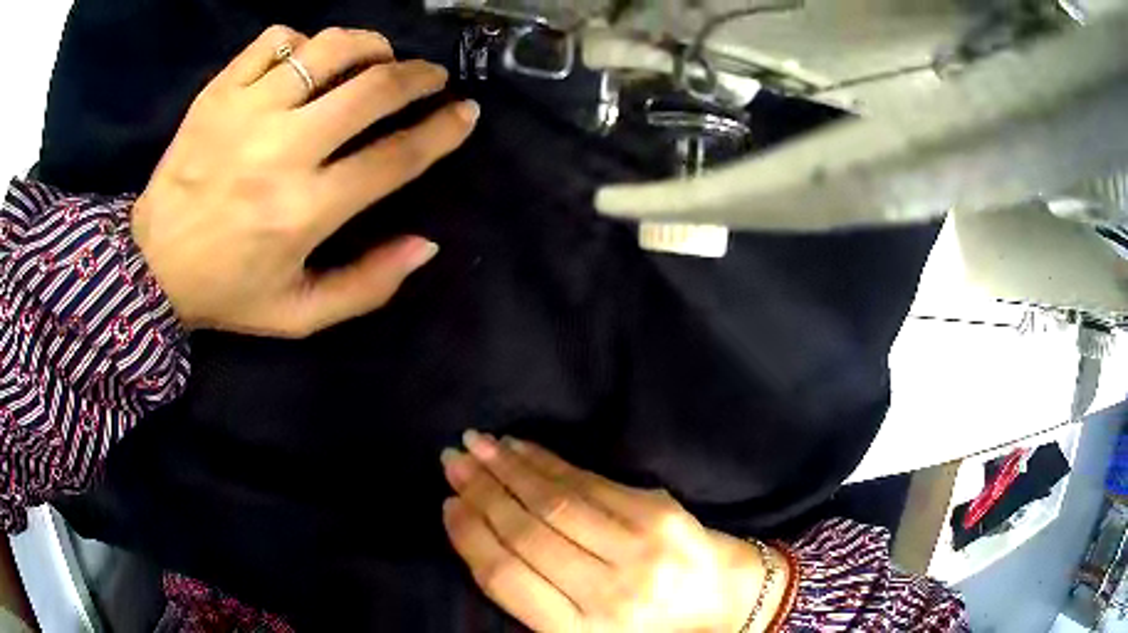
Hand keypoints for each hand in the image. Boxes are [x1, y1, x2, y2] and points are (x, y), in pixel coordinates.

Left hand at [132, 26, 478, 336]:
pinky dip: (303, 43)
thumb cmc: (227, 292)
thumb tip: (426, 244)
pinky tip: (306, 61)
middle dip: (418, 76)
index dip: (442, 130)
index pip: (395, 157)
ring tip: (377, 58)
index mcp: (303, 212)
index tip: (465, 112)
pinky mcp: (218, 92)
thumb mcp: (300, 314)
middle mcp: (280, 151)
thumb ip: (367, 285)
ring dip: (369, 46)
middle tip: (430, 78)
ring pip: (328, 48)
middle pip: (372, 89)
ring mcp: (245, 112)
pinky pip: (275, 41)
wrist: (150, 266)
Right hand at [441, 433, 790, 631]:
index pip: (505, 578)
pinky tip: (521, 448)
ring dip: (507, 468)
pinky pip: (590, 483)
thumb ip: (537, 597)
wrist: (725, 601)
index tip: (446, 504)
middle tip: (451, 460)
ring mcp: (637, 551)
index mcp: (579, 632)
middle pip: (526, 533)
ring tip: (476, 445)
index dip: (470, 536)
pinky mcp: (658, 515)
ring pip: (554, 502)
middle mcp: (606, 595)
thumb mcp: (586, 630)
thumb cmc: (648, 625)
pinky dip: (548, 462)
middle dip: (481, 492)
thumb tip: (483, 537)